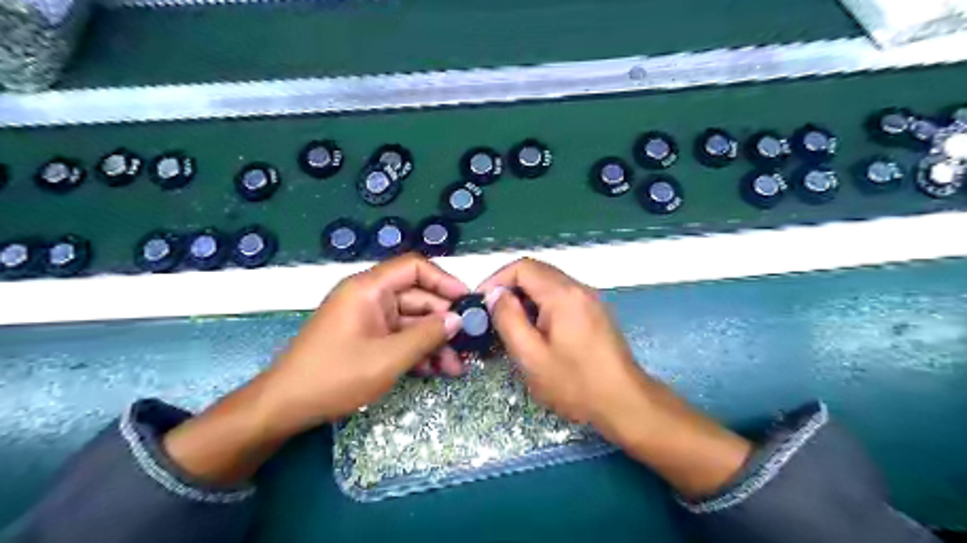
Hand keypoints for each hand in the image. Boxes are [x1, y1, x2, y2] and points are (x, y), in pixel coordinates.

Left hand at [166, 252, 467, 482]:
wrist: (285, 407)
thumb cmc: (335, 376)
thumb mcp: (388, 357)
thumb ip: (427, 335)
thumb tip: (457, 319)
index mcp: (369, 288)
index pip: (414, 268)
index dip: (444, 280)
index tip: (467, 301)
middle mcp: (370, 297)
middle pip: (417, 297)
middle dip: (443, 322)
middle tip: (467, 345)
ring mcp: (369, 318)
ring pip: (412, 320)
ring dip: (434, 341)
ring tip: (456, 367)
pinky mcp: (367, 337)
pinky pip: (399, 336)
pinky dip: (417, 350)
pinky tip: (435, 370)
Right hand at [477, 256, 648, 436]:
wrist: (624, 401)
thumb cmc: (574, 383)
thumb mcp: (531, 355)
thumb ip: (508, 319)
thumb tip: (495, 295)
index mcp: (562, 294)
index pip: (522, 267)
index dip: (496, 280)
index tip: (481, 302)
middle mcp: (579, 288)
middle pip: (536, 271)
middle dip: (509, 288)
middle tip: (492, 314)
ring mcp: (589, 298)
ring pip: (548, 283)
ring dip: (525, 297)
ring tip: (511, 324)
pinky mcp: (594, 311)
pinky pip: (561, 296)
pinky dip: (541, 304)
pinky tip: (536, 330)